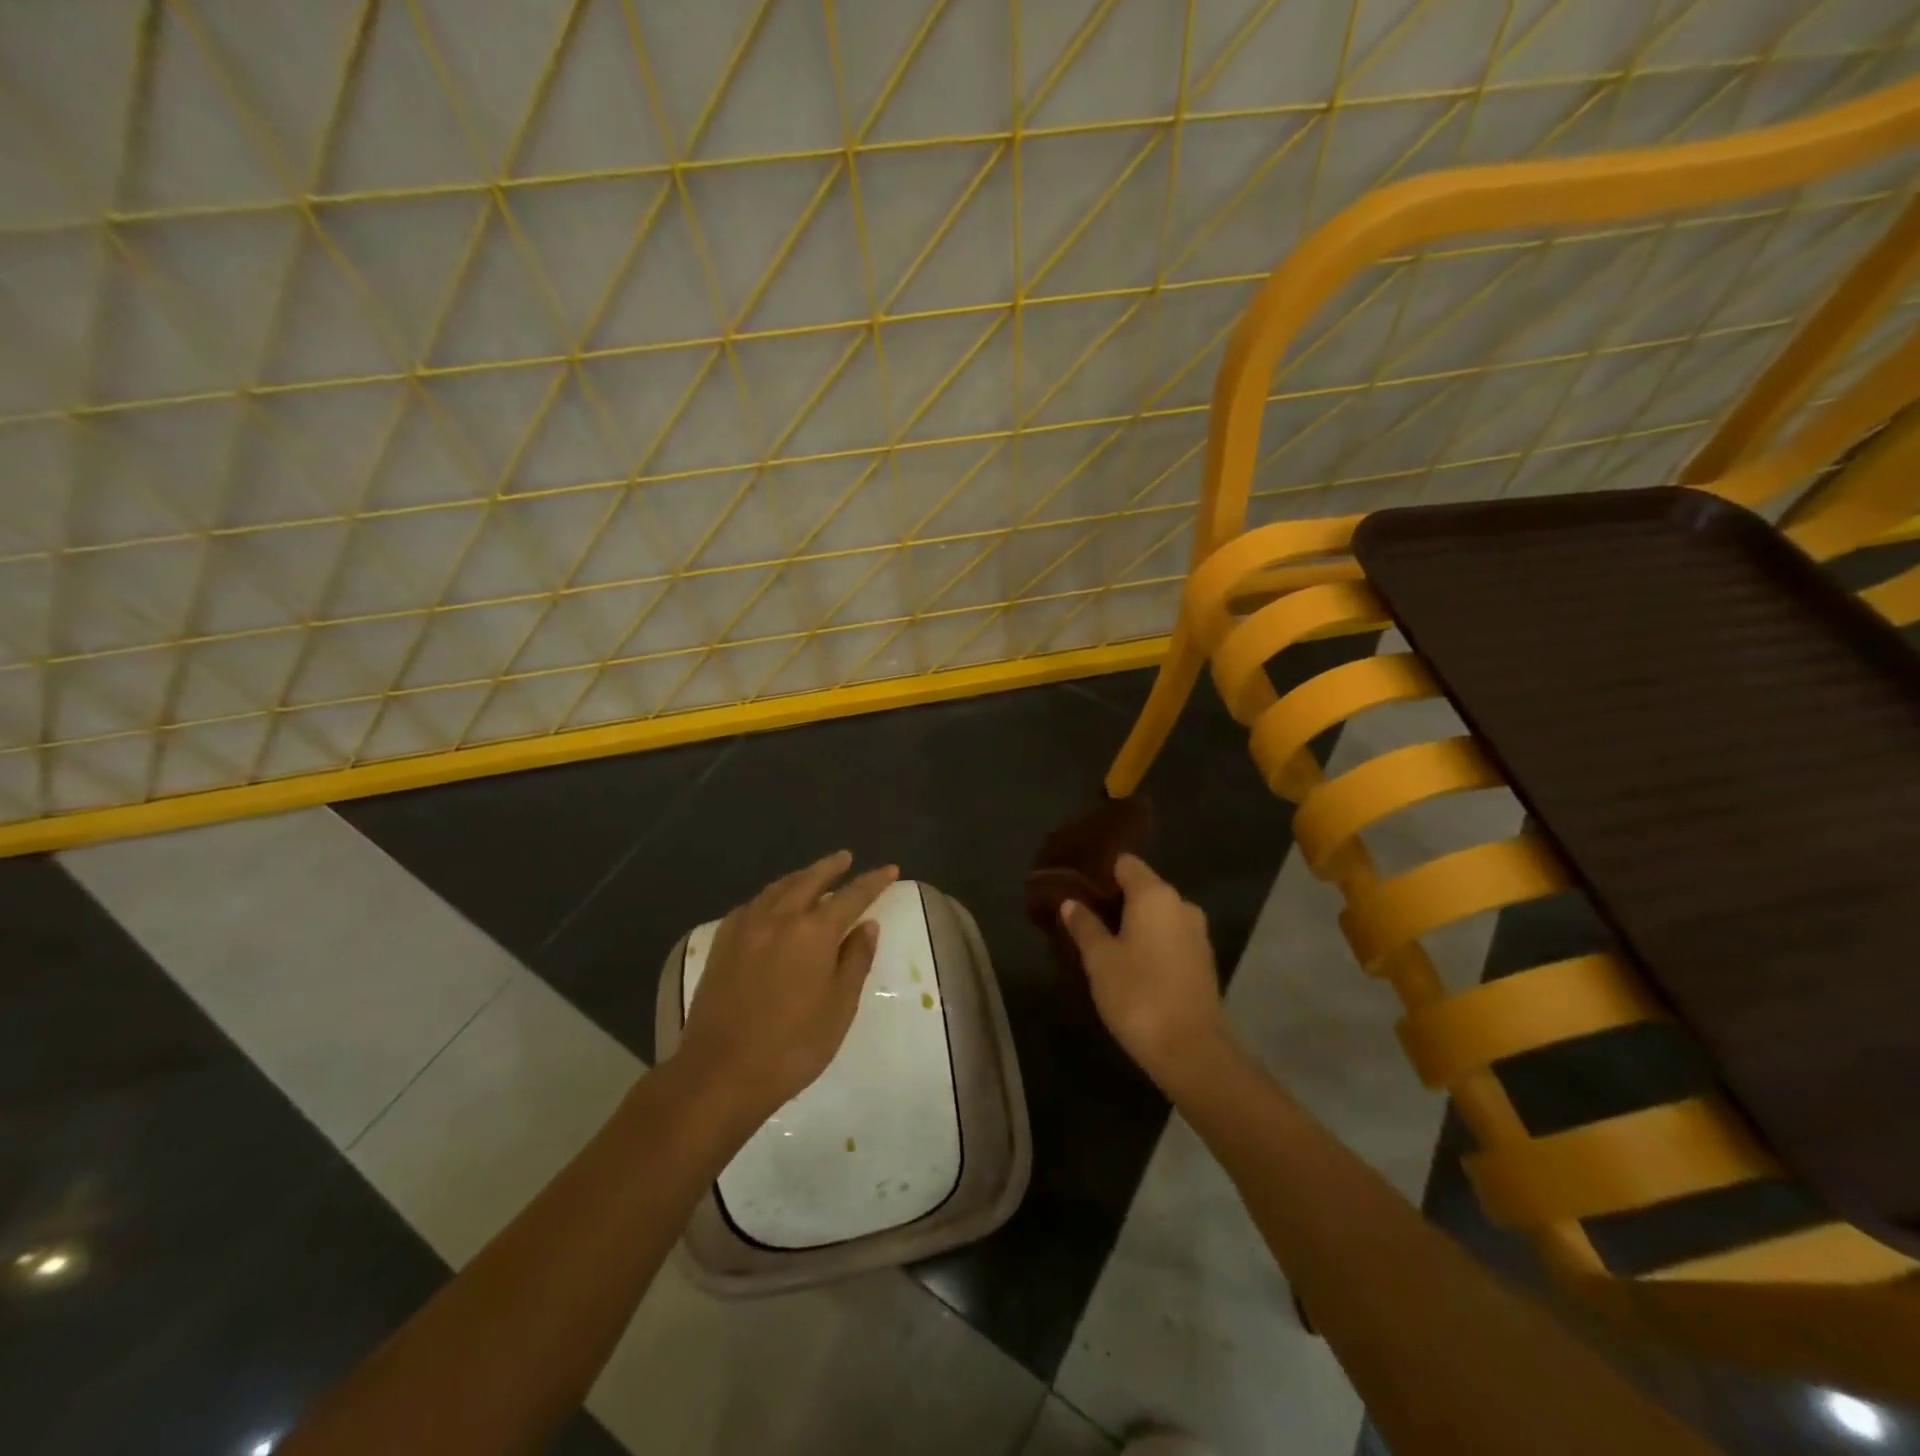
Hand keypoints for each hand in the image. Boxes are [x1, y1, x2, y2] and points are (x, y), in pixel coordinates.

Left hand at [676, 851, 897, 1123]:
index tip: (890, 869)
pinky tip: (770, 905)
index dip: (873, 881)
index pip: (851, 896)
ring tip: (812, 874)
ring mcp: (745, 928)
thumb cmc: (792, 1046)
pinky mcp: (721, 945)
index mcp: (813, 931)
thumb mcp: (839, 1007)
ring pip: (777, 889)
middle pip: (809, 880)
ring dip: (799, 877)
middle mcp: (778, 918)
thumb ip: (855, 960)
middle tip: (846, 858)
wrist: (720, 1073)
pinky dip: (769, 897)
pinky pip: (751, 905)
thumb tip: (866, 926)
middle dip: (831, 867)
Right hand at [1061, 854, 1233, 1090]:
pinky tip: (1131, 964)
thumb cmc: (1138, 994)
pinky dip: (1151, 942)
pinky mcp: (1203, 960)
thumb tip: (1071, 902)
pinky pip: (1170, 937)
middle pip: (1143, 888)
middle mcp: (1181, 905)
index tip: (1078, 888)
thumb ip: (1085, 926)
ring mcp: (1197, 933)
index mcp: (1155, 895)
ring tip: (1104, 943)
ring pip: (1158, 915)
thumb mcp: (1100, 960)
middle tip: (1085, 918)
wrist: (1192, 1050)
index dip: (1101, 872)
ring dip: (1134, 924)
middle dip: (1115, 900)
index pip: (1125, 864)